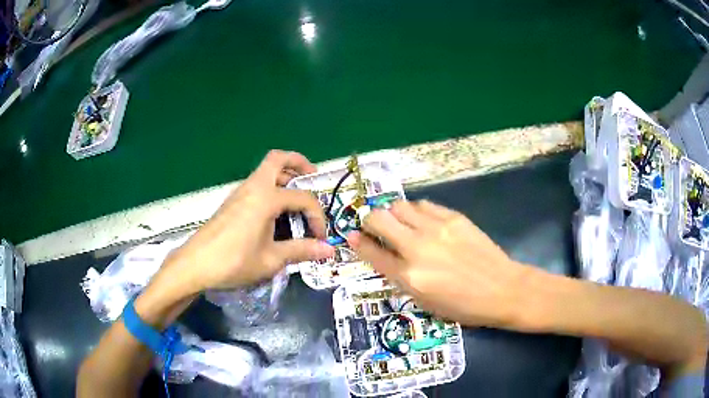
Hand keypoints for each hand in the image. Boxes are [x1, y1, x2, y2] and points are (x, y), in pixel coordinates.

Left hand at [163, 150, 334, 293]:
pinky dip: (271, 188)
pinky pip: (256, 184)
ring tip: (296, 200)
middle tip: (313, 178)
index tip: (320, 237)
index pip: (303, 198)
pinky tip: (274, 214)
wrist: (196, 264)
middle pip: (278, 158)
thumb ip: (301, 251)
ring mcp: (240, 192)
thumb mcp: (271, 259)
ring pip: (266, 170)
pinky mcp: (232, 201)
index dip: (317, 216)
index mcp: (266, 198)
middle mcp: (253, 187)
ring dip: (284, 176)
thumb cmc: (234, 261)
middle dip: (299, 163)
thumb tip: (328, 250)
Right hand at [348, 200, 529, 328]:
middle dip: (370, 221)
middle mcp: (417, 248)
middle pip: (378, 219)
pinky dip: (416, 211)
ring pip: (399, 206)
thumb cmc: (462, 305)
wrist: (502, 289)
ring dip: (393, 214)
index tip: (352, 236)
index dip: (357, 242)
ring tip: (402, 224)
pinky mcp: (454, 217)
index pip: (371, 252)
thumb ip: (399, 276)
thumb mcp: (424, 301)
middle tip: (375, 228)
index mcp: (408, 276)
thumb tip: (381, 254)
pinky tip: (423, 221)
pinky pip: (424, 204)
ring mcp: (436, 229)